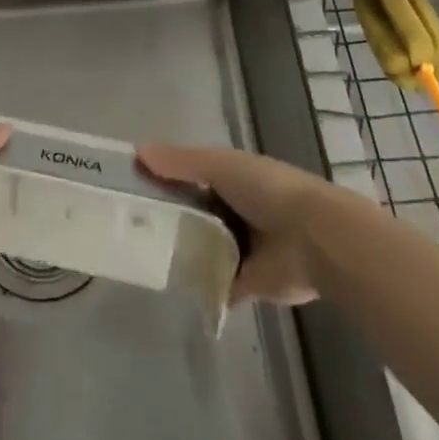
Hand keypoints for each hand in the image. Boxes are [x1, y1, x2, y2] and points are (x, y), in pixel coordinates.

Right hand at [137, 144, 344, 304]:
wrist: (313, 239)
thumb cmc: (267, 190)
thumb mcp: (221, 165)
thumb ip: (181, 163)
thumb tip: (137, 152)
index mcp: (231, 178)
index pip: (188, 177)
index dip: (162, 179)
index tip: (128, 186)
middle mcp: (234, 210)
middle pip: (192, 213)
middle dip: (166, 218)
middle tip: (125, 226)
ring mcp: (239, 248)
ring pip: (200, 248)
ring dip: (179, 251)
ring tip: (138, 256)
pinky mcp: (244, 284)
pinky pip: (213, 284)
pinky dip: (197, 286)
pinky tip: (167, 287)